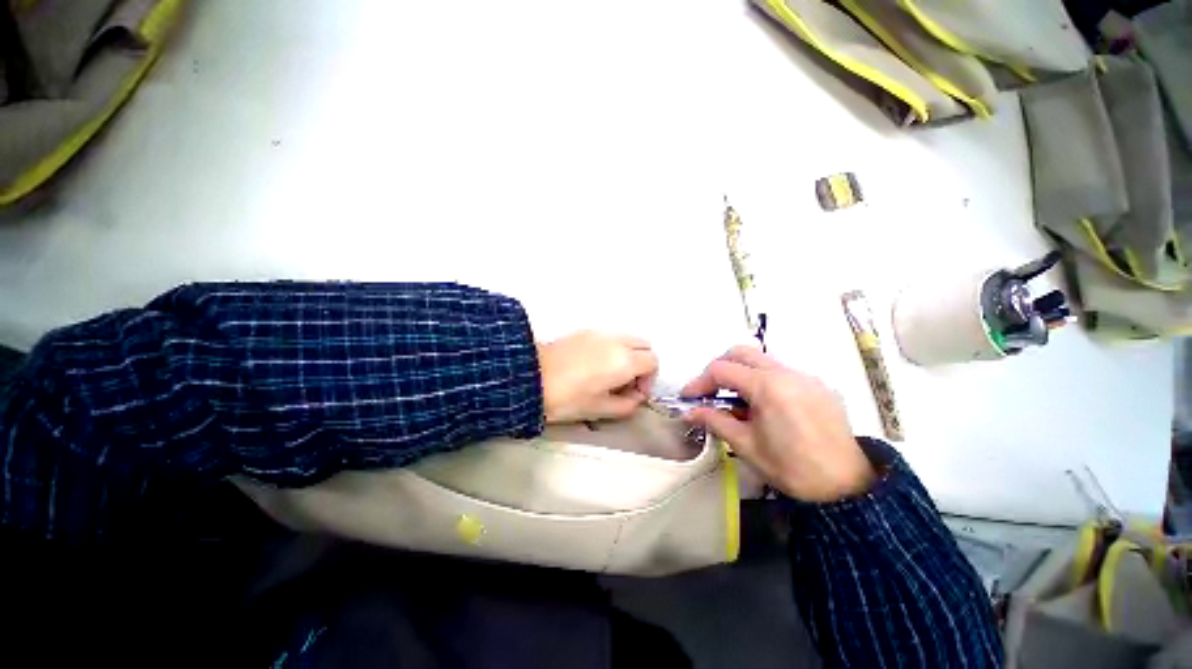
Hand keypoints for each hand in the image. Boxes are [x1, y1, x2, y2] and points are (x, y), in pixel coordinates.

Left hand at [537, 331, 657, 423]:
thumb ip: (626, 406)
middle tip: (627, 385)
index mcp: (625, 361)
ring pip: (627, 339)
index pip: (653, 362)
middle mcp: (617, 341)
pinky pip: (609, 337)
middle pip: (644, 345)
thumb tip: (635, 399)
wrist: (528, 377)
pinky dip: (612, 349)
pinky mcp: (583, 331)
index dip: (649, 380)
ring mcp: (599, 333)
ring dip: (627, 355)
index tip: (635, 395)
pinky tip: (594, 367)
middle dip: (642, 364)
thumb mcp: (599, 409)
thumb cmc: (566, 398)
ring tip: (609, 377)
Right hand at [681, 347, 874, 502]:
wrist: (842, 477)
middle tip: (709, 394)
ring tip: (738, 407)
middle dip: (721, 368)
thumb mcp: (748, 447)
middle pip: (744, 353)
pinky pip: (787, 375)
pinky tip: (768, 412)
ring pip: (767, 363)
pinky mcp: (819, 386)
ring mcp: (806, 376)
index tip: (688, 400)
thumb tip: (692, 412)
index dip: (699, 382)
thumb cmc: (791, 468)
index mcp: (767, 385)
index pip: (723, 369)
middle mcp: (787, 371)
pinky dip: (769, 384)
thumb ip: (718, 422)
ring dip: (746, 375)